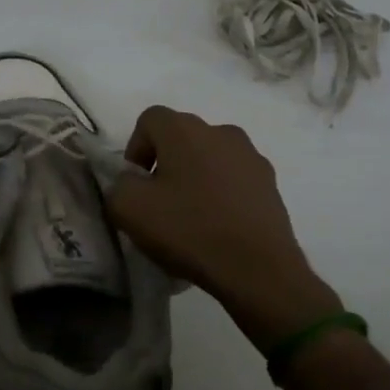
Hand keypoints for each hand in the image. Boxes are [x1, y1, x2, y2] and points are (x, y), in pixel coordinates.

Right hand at [106, 106, 341, 350]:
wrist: (259, 269)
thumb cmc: (189, 230)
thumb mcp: (129, 209)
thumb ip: (119, 184)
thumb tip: (132, 181)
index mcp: (185, 129)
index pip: (149, 120)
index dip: (135, 149)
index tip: (136, 185)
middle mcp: (221, 131)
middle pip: (182, 138)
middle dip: (165, 164)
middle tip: (159, 203)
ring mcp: (251, 157)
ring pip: (210, 158)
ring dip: (195, 178)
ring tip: (191, 218)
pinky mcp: (270, 184)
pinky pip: (234, 180)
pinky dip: (221, 195)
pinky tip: (218, 228)